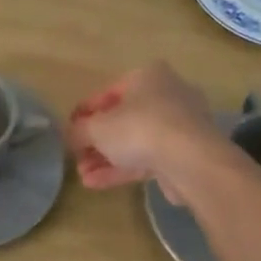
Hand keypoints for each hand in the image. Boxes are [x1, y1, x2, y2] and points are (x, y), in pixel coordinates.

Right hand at [67, 62, 225, 199]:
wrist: (191, 160)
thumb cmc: (140, 128)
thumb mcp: (97, 127)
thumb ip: (79, 131)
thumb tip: (70, 136)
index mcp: (148, 76)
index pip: (109, 92)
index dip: (85, 112)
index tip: (69, 129)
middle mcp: (168, 95)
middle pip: (124, 119)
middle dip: (97, 141)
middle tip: (78, 157)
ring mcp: (180, 127)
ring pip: (136, 142)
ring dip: (107, 159)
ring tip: (82, 176)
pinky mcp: (186, 154)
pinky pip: (148, 159)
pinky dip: (123, 169)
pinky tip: (96, 184)